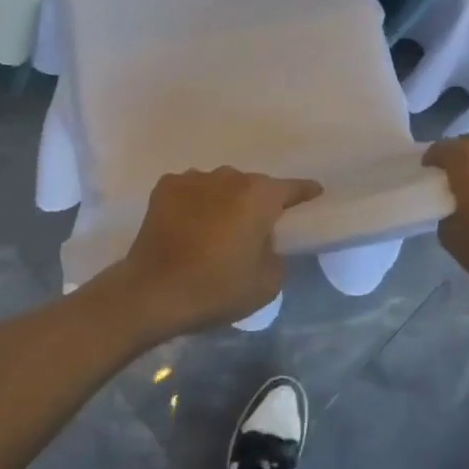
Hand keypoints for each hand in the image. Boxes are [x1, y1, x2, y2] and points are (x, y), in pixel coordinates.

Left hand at [110, 168, 321, 337]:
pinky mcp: (166, 186)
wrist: (153, 291)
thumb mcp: (266, 284)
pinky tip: (187, 227)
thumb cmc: (216, 288)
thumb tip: (264, 241)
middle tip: (250, 232)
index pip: (291, 188)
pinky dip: (194, 204)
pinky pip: (191, 191)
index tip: (314, 191)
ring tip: (214, 231)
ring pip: (219, 186)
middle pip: (251, 187)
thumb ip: (275, 255)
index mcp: (259, 196)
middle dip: (255, 204)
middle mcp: (229, 177)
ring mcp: (195, 178)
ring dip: (222, 202)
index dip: (305, 191)